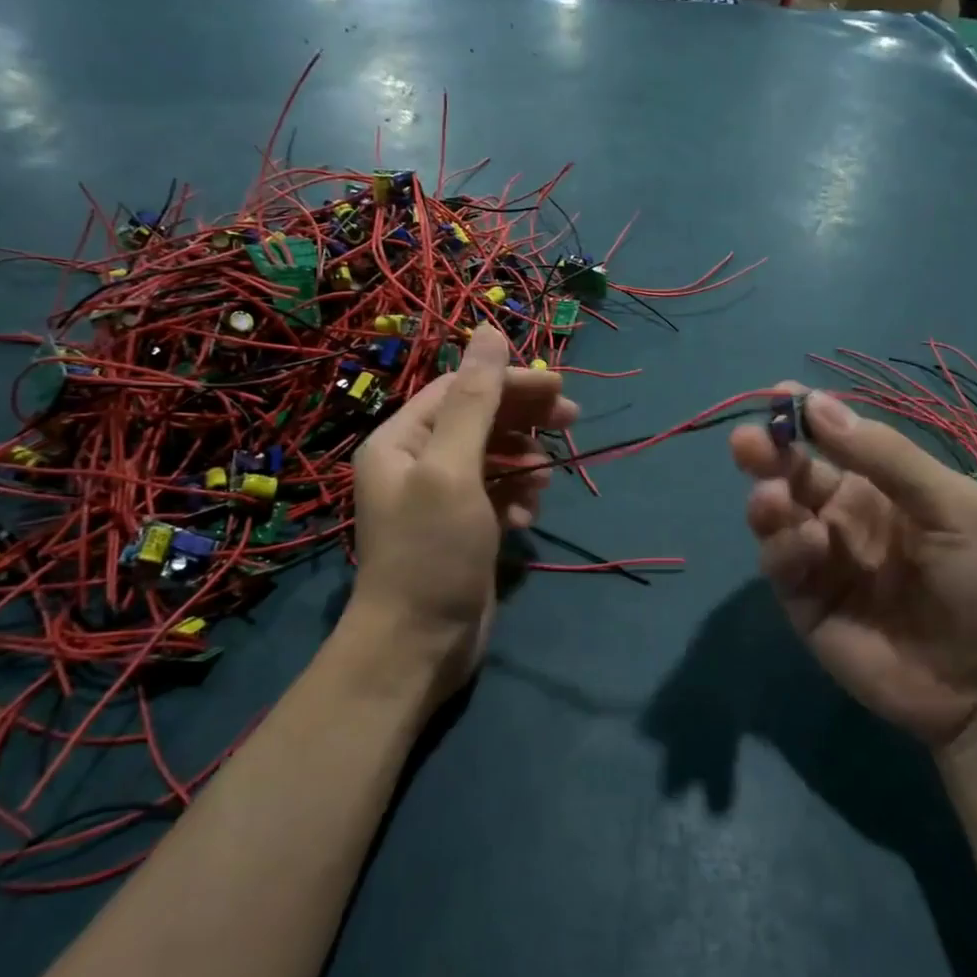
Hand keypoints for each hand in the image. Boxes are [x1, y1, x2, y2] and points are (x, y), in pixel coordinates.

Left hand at [350, 325, 576, 706]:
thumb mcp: (453, 468)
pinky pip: (497, 493)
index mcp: (402, 439)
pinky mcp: (462, 527)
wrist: (417, 646)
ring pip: (494, 457)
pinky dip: (518, 497)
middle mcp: (416, 461)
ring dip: (524, 463)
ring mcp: (440, 497)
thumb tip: (489, 330)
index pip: (463, 389)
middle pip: (480, 419)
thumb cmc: (432, 551)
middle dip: (525, 420)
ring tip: (543, 484)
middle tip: (573, 421)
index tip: (560, 388)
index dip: (511, 382)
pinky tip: (528, 518)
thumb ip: (475, 399)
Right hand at [730, 387, 976, 752]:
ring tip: (775, 499)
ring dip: (768, 500)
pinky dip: (783, 547)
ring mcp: (819, 558)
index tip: (779, 396)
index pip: (831, 441)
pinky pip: (778, 562)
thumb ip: (885, 456)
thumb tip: (817, 404)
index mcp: (880, 486)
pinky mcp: (802, 600)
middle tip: (748, 444)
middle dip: (766, 453)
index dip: (804, 417)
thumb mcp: (951, 505)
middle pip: (791, 473)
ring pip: (774, 515)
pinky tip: (810, 546)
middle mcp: (842, 515)